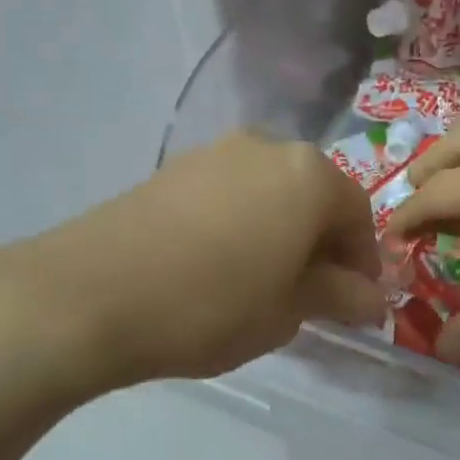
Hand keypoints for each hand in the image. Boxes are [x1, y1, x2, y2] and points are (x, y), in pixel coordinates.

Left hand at [0, 132, 383, 408]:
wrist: (87, 295)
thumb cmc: (211, 305)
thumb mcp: (287, 311)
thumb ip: (337, 296)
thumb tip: (373, 297)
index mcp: (309, 175)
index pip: (357, 215)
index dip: (363, 261)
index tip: (356, 302)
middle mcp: (268, 148)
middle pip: (314, 196)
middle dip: (322, 243)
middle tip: (312, 294)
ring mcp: (215, 153)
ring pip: (271, 192)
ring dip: (282, 231)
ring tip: (265, 282)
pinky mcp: (173, 169)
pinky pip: (230, 193)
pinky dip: (242, 223)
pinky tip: (221, 264)